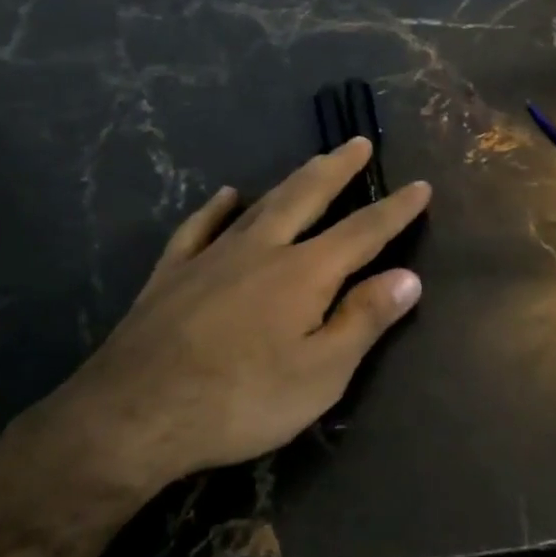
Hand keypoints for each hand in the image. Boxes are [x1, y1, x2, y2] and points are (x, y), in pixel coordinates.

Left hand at [32, 138, 429, 501]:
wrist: (135, 414)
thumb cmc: (240, 400)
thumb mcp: (320, 375)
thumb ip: (364, 320)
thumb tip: (408, 276)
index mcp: (304, 273)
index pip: (363, 231)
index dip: (395, 209)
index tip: (420, 186)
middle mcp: (262, 249)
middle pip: (308, 196)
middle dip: (338, 168)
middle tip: (358, 143)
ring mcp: (213, 255)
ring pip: (261, 204)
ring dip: (292, 180)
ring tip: (312, 162)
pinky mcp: (173, 272)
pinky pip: (200, 226)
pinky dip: (217, 208)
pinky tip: (226, 195)